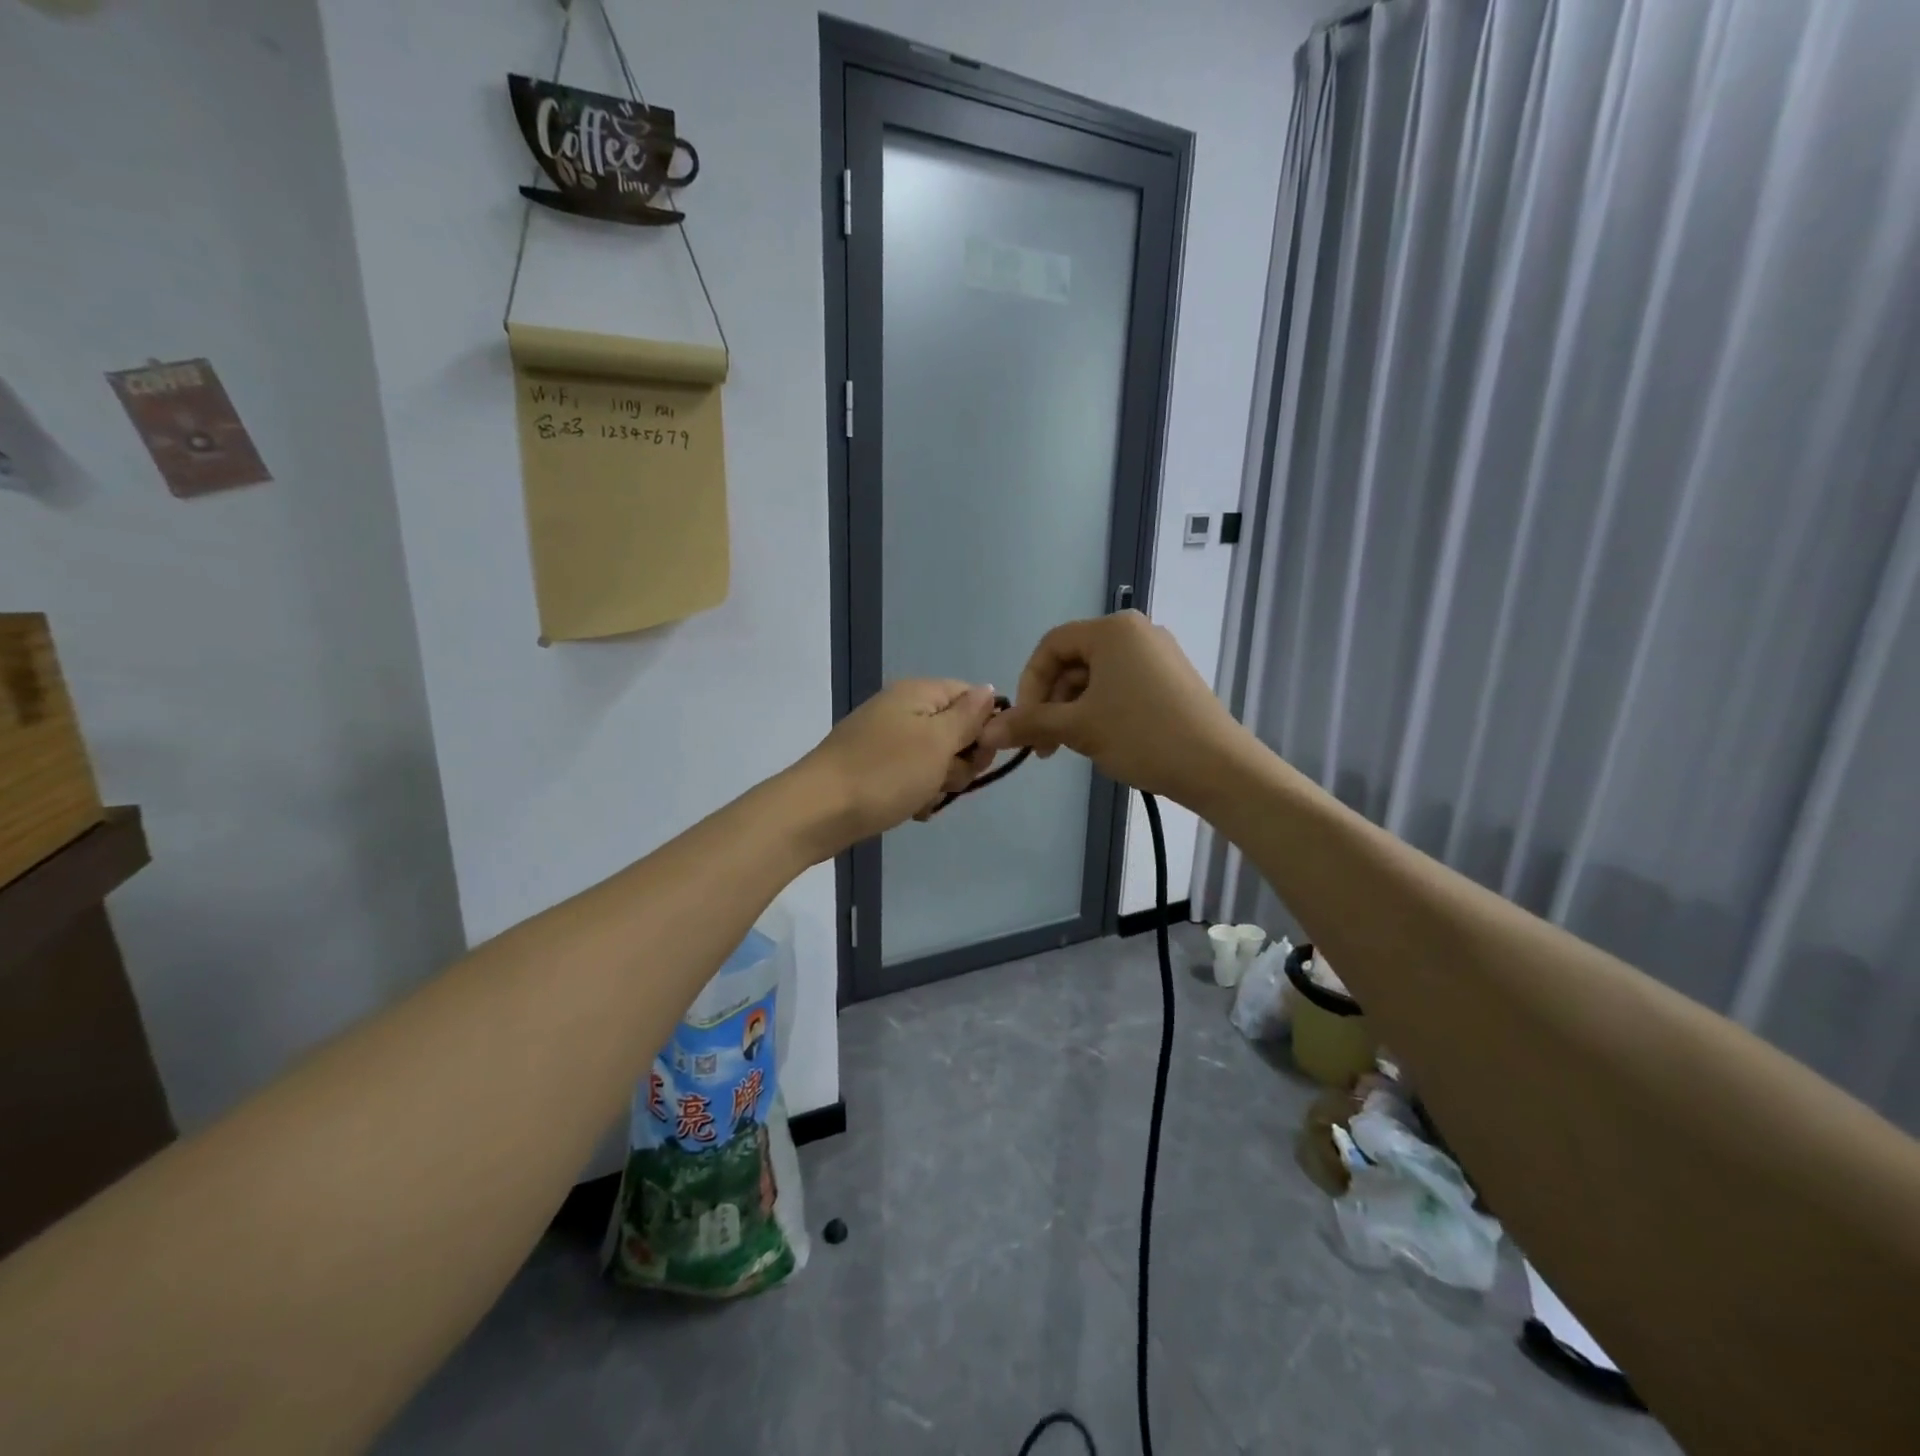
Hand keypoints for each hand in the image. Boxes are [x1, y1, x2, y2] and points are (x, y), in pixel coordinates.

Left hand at [788, 679, 1000, 857]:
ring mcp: (886, 739)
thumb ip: (968, 716)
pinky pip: (911, 776)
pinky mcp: (875, 767)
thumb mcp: (937, 742)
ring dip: (939, 782)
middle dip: (960, 761)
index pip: (971, 696)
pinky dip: (916, 793)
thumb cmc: (885, 773)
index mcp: (918, 693)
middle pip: (955, 730)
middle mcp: (902, 709)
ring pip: (936, 759)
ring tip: (922, 798)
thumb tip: (989, 690)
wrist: (818, 811)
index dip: (984, 726)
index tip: (979, 755)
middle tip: (945, 779)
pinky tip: (911, 810)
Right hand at [978, 611, 1249, 807]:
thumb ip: (1031, 723)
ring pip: (1097, 678)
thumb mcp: (1078, 728)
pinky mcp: (1172, 679)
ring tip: (1074, 747)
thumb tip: (989, 731)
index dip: (1029, 684)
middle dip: (1052, 703)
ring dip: (1074, 710)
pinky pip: (1122, 687)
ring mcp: (1158, 655)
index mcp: (1112, 630)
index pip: (1051, 646)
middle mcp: (1136, 631)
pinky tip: (1104, 741)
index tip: (1024, 723)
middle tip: (1046, 745)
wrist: (1218, 766)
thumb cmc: (1142, 735)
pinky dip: (1102, 710)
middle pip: (1074, 661)